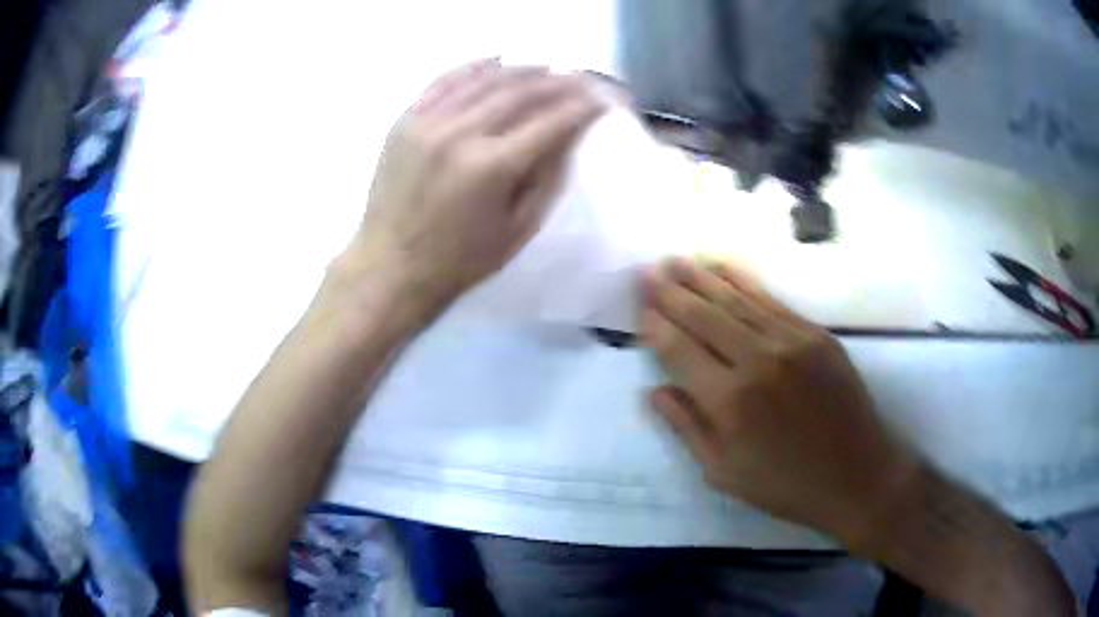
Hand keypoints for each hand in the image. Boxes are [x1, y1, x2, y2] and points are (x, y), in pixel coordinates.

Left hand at [344, 59, 603, 312]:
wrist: (390, 268)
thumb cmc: (460, 261)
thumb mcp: (518, 230)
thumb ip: (548, 178)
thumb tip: (571, 134)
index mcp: (491, 167)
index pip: (551, 121)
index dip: (584, 107)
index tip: (604, 99)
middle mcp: (459, 134)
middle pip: (521, 91)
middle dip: (560, 81)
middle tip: (582, 79)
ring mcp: (426, 123)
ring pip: (485, 79)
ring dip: (523, 69)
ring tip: (548, 68)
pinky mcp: (404, 121)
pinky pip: (444, 81)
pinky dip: (474, 67)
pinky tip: (497, 61)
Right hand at [642, 258, 917, 547]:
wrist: (856, 474)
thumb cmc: (786, 485)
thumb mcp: (724, 473)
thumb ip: (687, 428)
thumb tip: (655, 391)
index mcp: (729, 401)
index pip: (680, 350)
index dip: (657, 326)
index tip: (641, 309)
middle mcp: (757, 360)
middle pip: (704, 316)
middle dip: (672, 292)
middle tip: (649, 271)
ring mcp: (790, 341)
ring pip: (736, 300)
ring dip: (702, 279)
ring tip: (677, 261)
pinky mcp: (816, 334)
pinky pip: (771, 300)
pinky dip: (743, 282)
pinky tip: (724, 268)